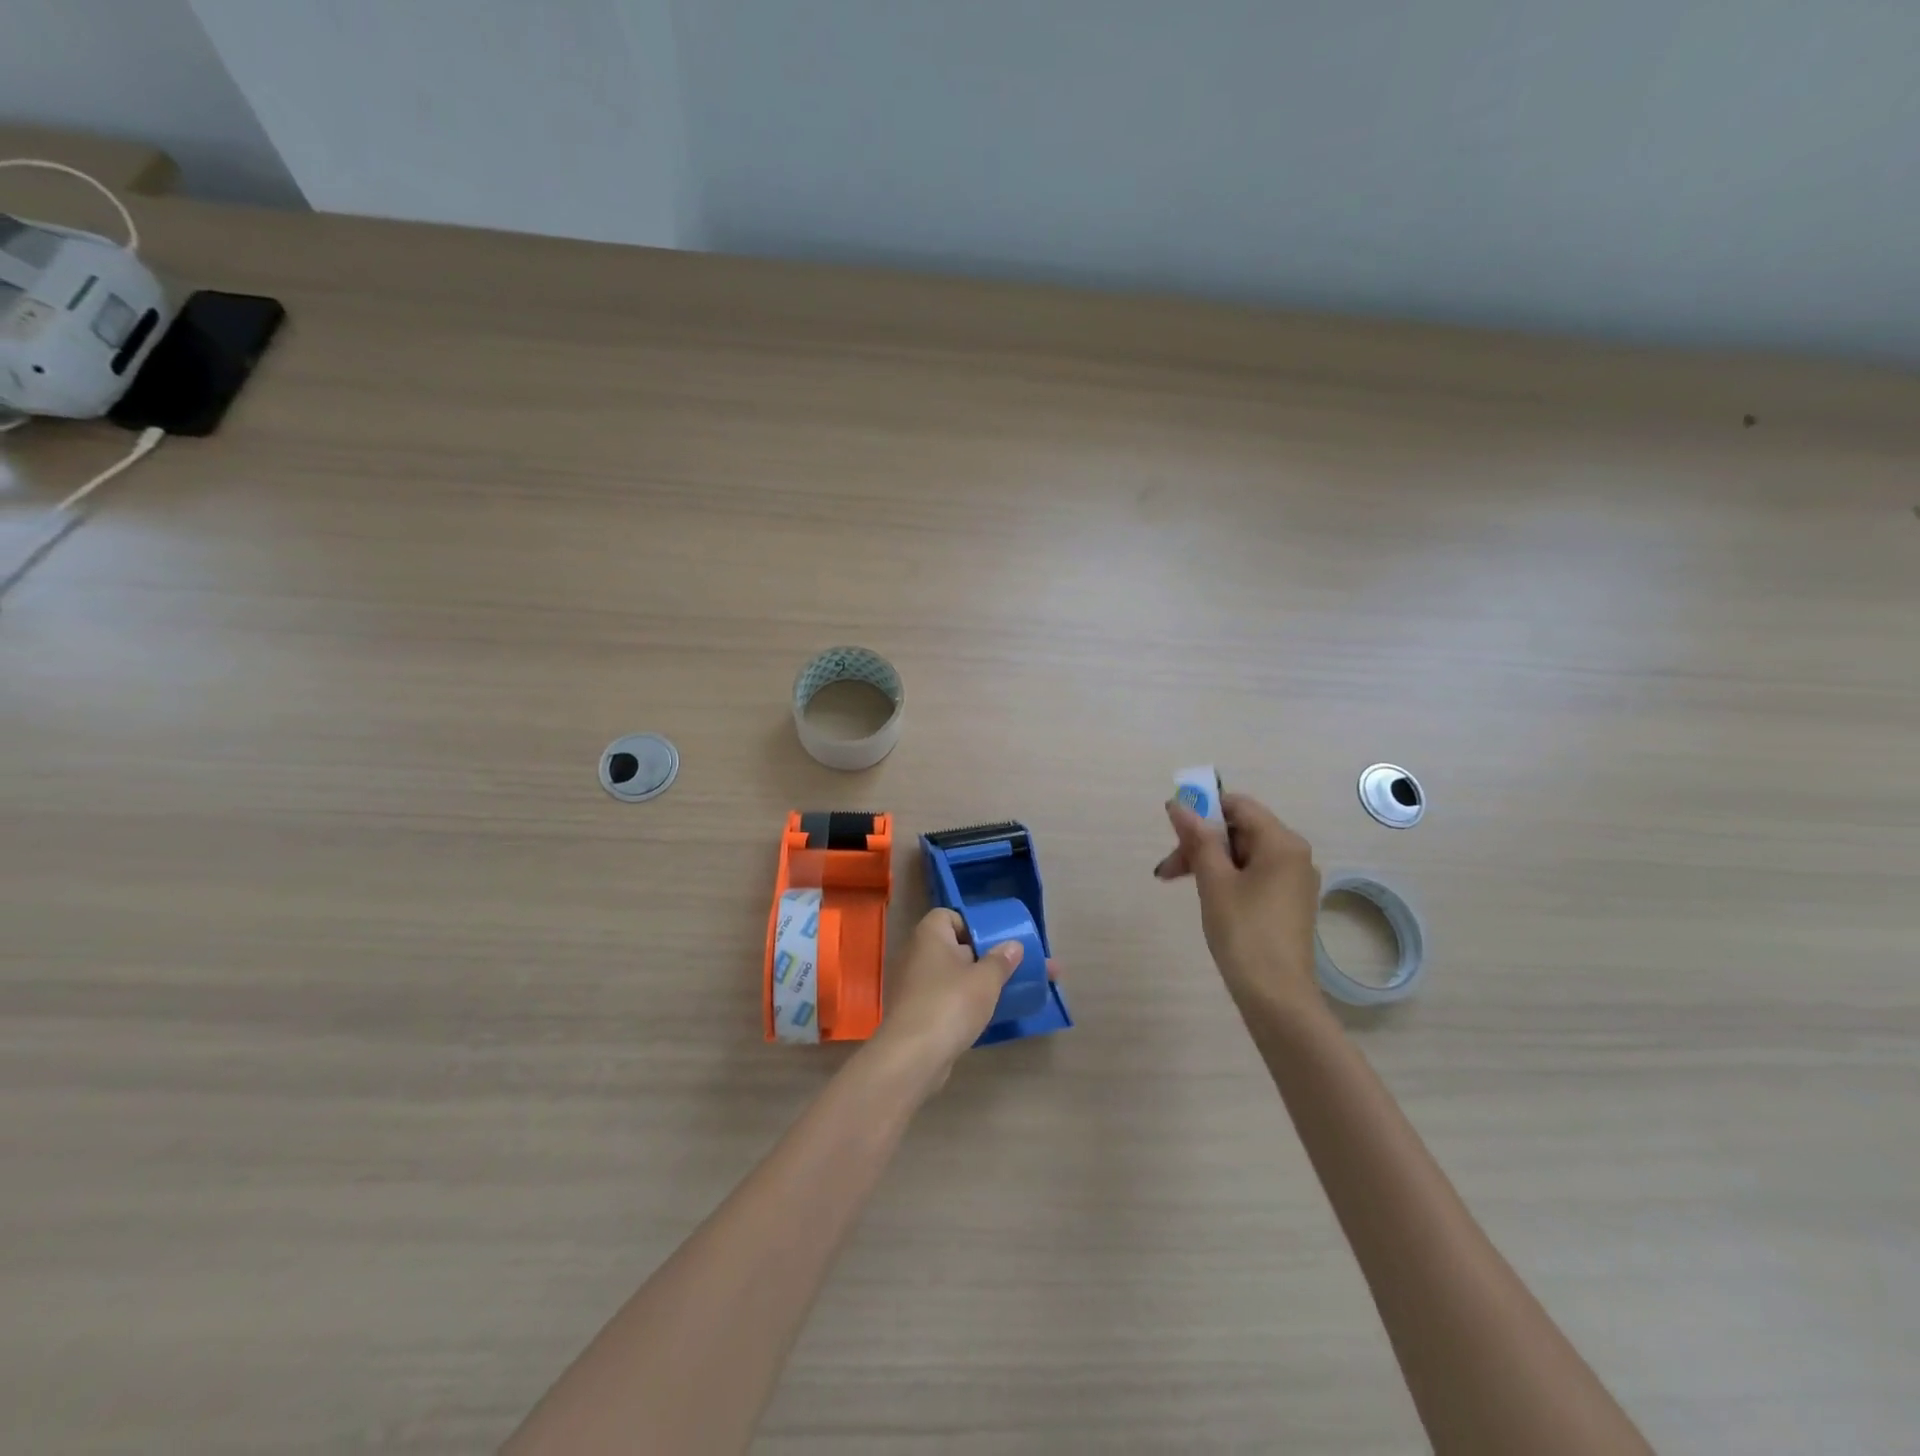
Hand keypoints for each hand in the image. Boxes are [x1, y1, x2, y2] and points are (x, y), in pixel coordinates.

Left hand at [869, 909, 1025, 1092]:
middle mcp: (916, 955)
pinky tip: (986, 1017)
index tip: (994, 943)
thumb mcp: (985, 980)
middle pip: (953, 948)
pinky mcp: (915, 1014)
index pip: (948, 916)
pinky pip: (944, 1000)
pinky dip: (963, 1005)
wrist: (913, 1057)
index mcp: (929, 935)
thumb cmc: (950, 1004)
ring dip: (976, 983)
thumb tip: (1013, 946)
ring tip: (1008, 993)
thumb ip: (1001, 960)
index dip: (971, 925)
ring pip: (951, 977)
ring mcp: (912, 986)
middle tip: (1011, 968)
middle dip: (983, 957)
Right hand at [1155, 792, 1322, 1018]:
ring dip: (1208, 860)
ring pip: (1243, 853)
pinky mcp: (1288, 902)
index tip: (1172, 831)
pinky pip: (1253, 874)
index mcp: (1282, 842)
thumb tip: (1179, 804)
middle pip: (1239, 829)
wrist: (1276, 996)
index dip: (1202, 810)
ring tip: (1177, 882)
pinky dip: (1226, 877)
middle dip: (1200, 842)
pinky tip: (1207, 896)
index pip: (1238, 805)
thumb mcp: (1214, 881)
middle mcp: (1294, 854)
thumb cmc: (1244, 932)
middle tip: (1168, 869)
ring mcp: (1293, 880)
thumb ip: (1197, 839)